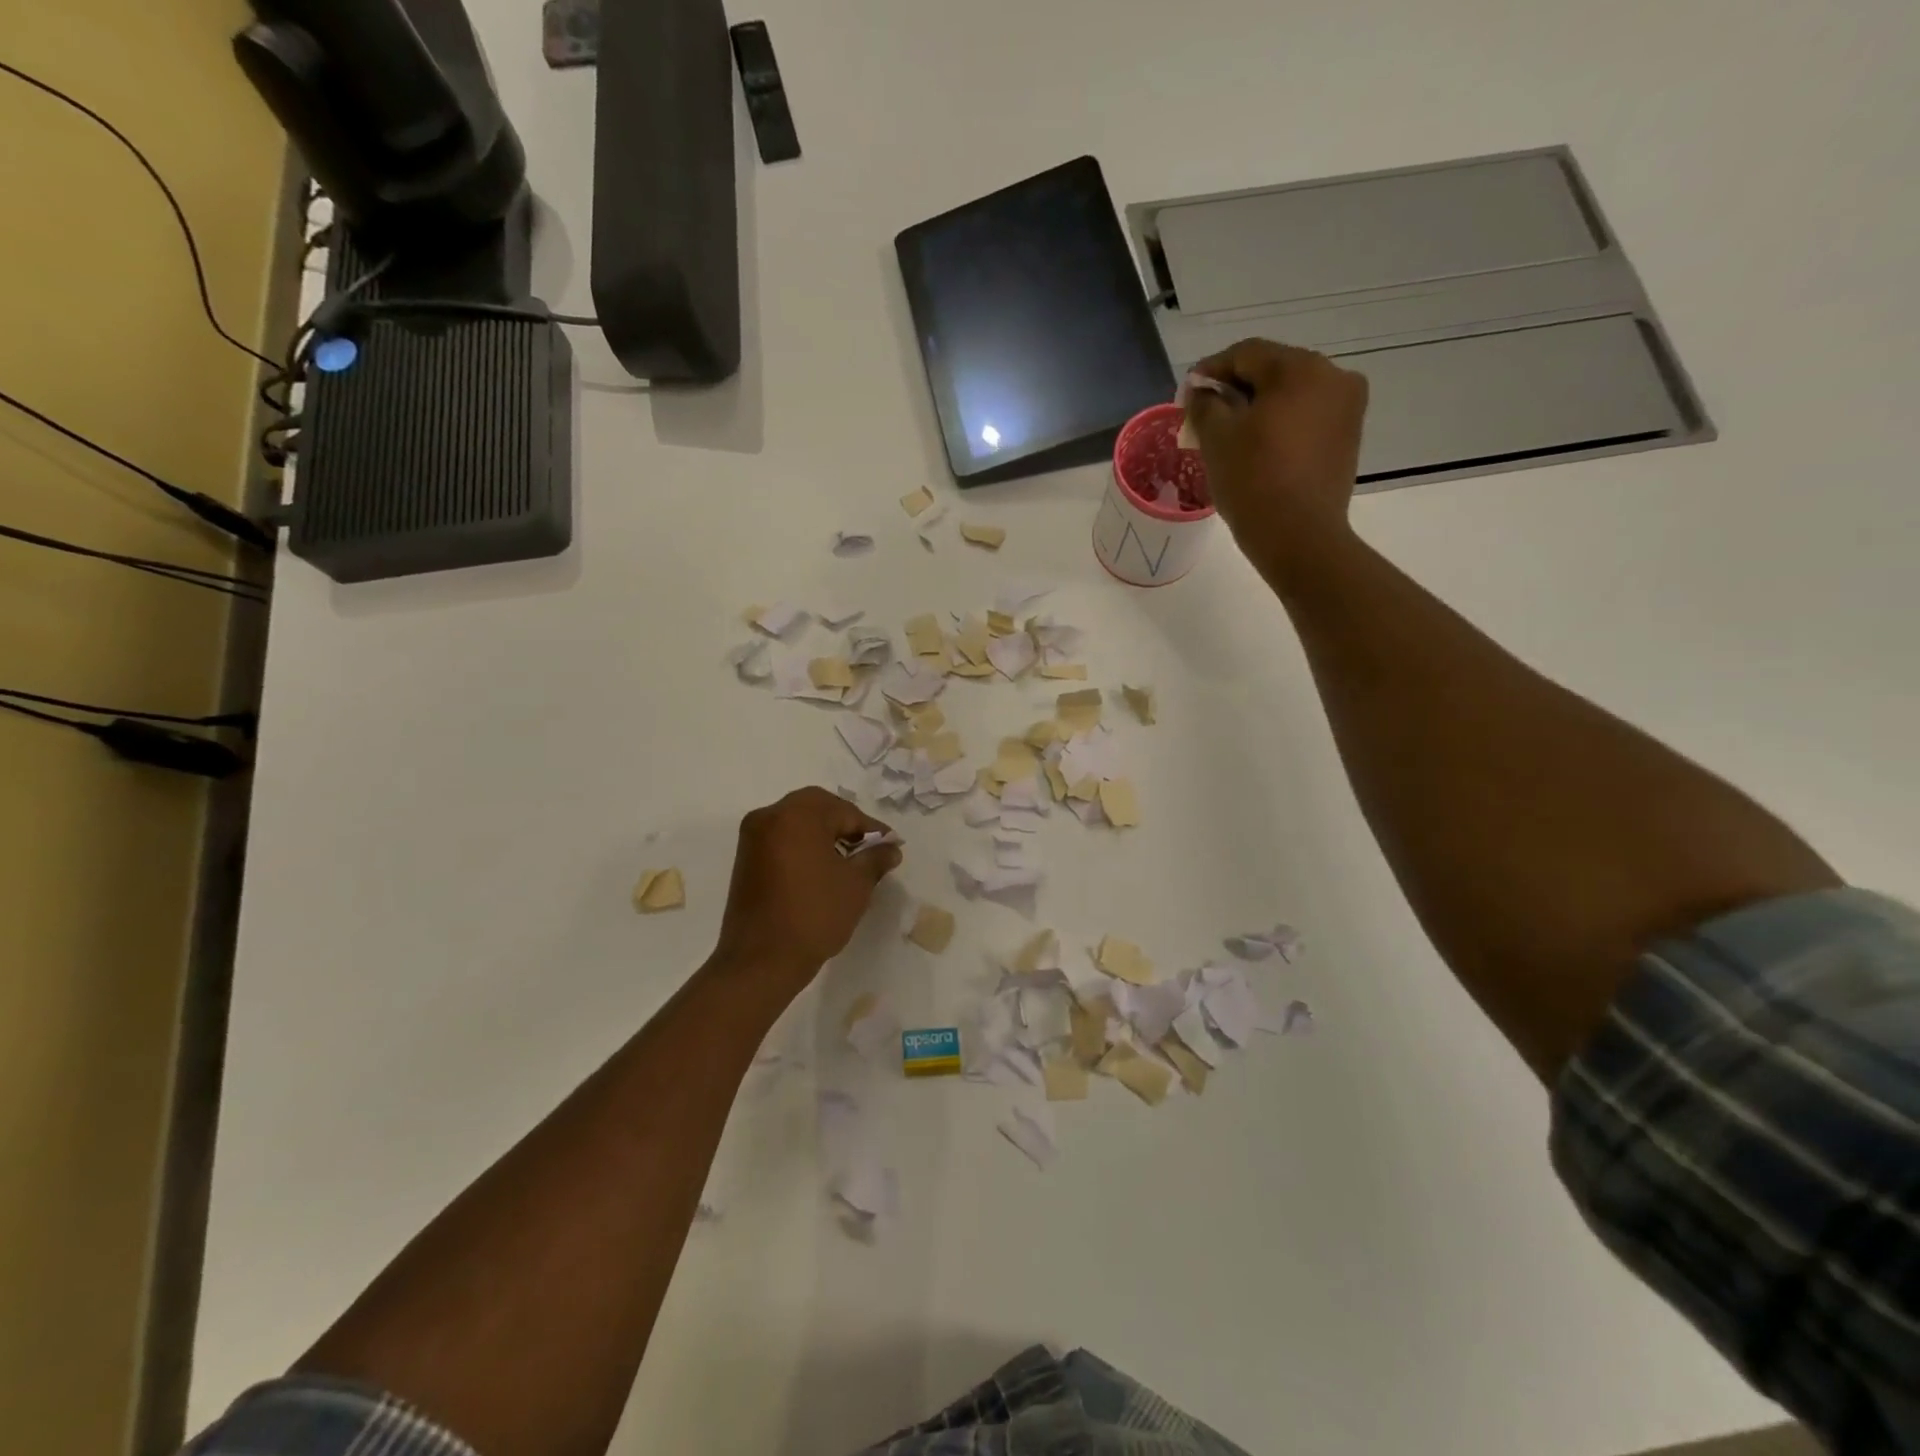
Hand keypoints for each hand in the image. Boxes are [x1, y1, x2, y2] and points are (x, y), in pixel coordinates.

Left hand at [711, 787, 902, 997]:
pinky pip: (781, 839)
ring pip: (797, 822)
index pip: (844, 811)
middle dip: (845, 824)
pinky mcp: (745, 858)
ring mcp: (753, 837)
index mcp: (797, 815)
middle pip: (816, 808)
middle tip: (869, 847)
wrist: (761, 960)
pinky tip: (822, 869)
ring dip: (823, 834)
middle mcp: (769, 816)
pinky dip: (803, 845)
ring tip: (848, 860)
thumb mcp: (856, 884)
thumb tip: (891, 848)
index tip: (891, 845)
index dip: (870, 828)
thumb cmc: (815, 915)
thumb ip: (876, 858)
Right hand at [1186, 339, 1369, 583]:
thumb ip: (1204, 404)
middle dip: (1236, 389)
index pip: (1246, 354)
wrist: (1300, 537)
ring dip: (1259, 407)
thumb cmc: (1253, 482)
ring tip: (1230, 434)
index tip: (1186, 394)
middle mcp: (1333, 376)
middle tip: (1205, 415)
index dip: (1210, 371)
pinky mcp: (1348, 436)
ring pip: (1292, 394)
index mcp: (1299, 368)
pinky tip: (1259, 447)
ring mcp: (1347, 406)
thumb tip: (1202, 392)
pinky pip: (1307, 416)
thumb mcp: (1216, 439)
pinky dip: (1281, 424)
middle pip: (1273, 370)